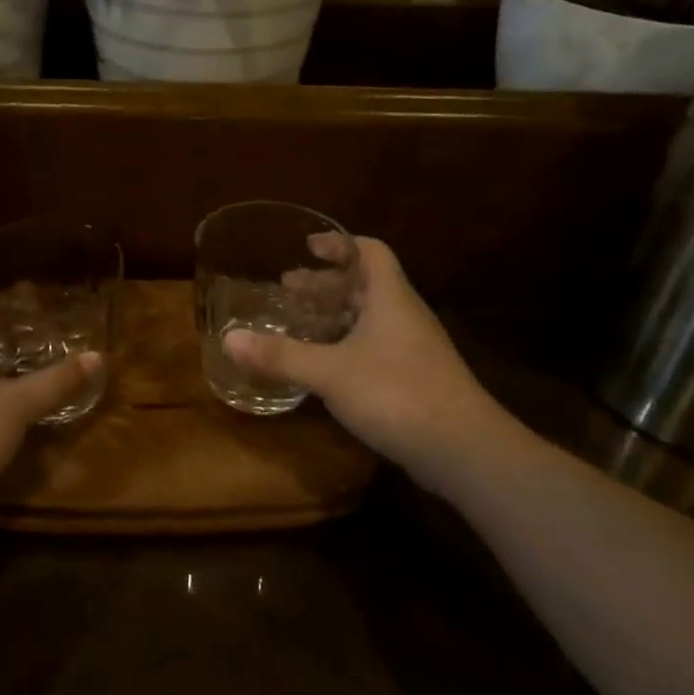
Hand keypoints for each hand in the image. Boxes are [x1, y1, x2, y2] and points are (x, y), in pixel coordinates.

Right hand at [224, 238, 505, 487]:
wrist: (464, 449)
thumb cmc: (396, 393)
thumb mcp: (330, 372)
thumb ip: (281, 355)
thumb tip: (229, 339)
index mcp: (390, 298)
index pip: (370, 252)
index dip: (339, 244)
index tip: (308, 246)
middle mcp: (404, 315)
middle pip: (365, 285)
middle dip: (326, 285)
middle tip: (288, 288)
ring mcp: (413, 349)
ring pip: (370, 319)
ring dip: (335, 316)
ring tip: (299, 324)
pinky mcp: (416, 379)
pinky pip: (375, 347)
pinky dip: (346, 345)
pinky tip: (325, 366)